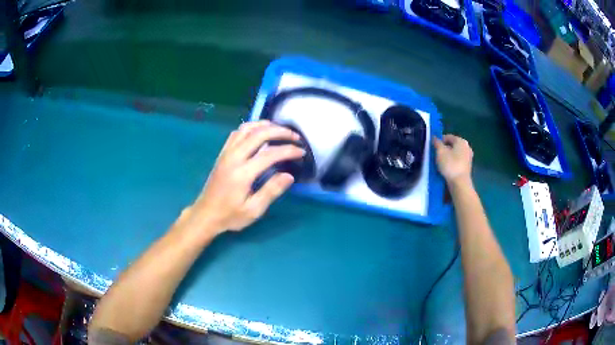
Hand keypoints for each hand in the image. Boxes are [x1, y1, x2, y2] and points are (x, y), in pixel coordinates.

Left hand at [187, 120, 304, 234]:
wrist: (206, 214)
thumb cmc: (230, 215)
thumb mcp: (253, 210)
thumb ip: (271, 191)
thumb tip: (289, 175)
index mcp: (242, 173)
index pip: (270, 154)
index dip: (288, 150)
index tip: (302, 152)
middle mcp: (234, 157)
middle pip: (259, 134)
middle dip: (280, 131)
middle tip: (295, 136)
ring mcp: (226, 153)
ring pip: (247, 128)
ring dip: (265, 126)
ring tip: (280, 130)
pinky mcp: (223, 153)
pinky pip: (237, 133)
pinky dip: (251, 128)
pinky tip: (259, 133)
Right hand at [433, 134, 472, 184]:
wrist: (460, 183)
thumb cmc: (450, 164)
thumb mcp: (440, 152)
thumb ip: (437, 143)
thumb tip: (435, 138)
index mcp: (461, 141)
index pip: (448, 137)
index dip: (439, 141)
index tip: (433, 148)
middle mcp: (467, 147)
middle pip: (452, 145)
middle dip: (444, 149)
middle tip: (436, 155)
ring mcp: (468, 157)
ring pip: (455, 153)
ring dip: (448, 156)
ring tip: (441, 162)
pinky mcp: (467, 166)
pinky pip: (458, 161)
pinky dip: (452, 162)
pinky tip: (447, 168)